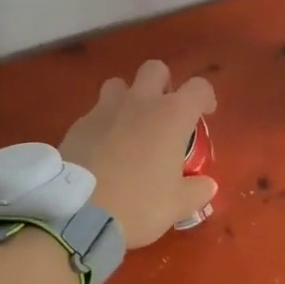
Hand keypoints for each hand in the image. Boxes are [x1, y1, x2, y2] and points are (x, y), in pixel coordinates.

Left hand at [60, 61, 217, 247]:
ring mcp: (104, 110)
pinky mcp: (78, 124)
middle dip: (163, 84)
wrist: (78, 214)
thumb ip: (196, 191)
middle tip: (164, 113)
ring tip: (130, 126)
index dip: (205, 97)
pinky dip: (103, 124)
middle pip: (155, 69)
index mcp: (172, 116)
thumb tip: (207, 185)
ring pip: (119, 84)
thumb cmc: (139, 205)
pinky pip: (95, 113)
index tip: (204, 113)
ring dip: (128, 98)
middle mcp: (140, 102)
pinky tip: (102, 150)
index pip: (198, 87)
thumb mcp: (176, 205)